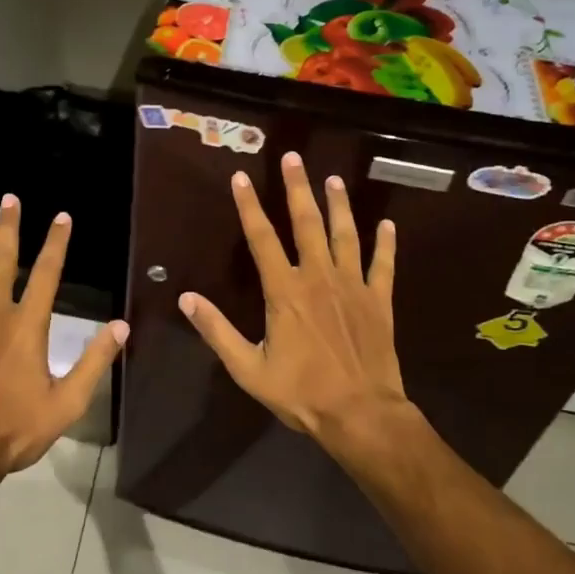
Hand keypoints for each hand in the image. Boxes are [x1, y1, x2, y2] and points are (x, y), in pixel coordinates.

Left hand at [0, 194, 126, 490]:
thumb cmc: (16, 429)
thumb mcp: (67, 402)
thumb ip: (95, 362)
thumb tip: (121, 326)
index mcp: (27, 326)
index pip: (47, 274)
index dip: (56, 243)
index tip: (62, 217)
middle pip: (2, 262)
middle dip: (7, 228)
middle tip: (9, 199)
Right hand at [179, 152, 410, 447]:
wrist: (362, 415)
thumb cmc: (302, 393)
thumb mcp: (248, 369)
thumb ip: (217, 331)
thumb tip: (186, 299)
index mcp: (285, 291)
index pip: (262, 238)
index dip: (249, 206)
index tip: (241, 177)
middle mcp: (319, 277)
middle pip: (307, 223)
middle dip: (298, 188)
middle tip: (293, 158)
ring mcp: (353, 286)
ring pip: (345, 235)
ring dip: (339, 205)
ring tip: (334, 179)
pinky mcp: (379, 301)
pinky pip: (384, 265)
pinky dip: (386, 244)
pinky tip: (388, 224)